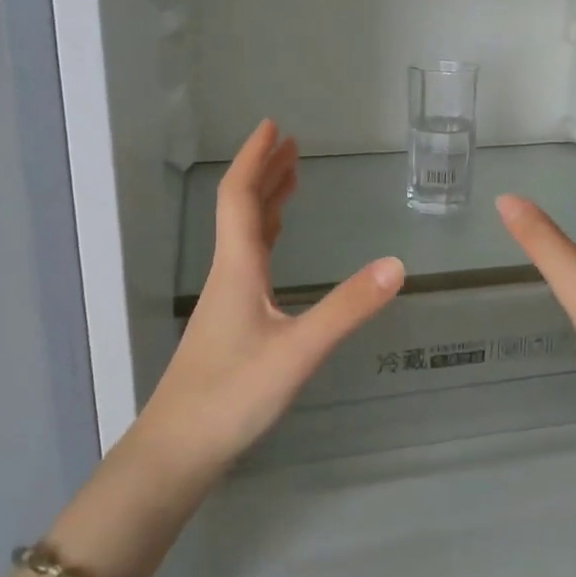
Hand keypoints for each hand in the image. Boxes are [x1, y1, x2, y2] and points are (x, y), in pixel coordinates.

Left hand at [143, 119, 404, 471]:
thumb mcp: (298, 351)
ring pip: (245, 236)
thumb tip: (397, 265)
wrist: (178, 451)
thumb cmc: (232, 395)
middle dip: (266, 171)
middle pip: (242, 209)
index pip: (239, 196)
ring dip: (266, 202)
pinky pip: (250, 261)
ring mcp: (226, 301)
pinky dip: (267, 237)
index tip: (273, 125)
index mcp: (237, 267)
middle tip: (292, 143)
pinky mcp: (229, 324)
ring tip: (291, 180)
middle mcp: (228, 274)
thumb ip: (347, 309)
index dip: (255, 158)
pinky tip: (277, 250)